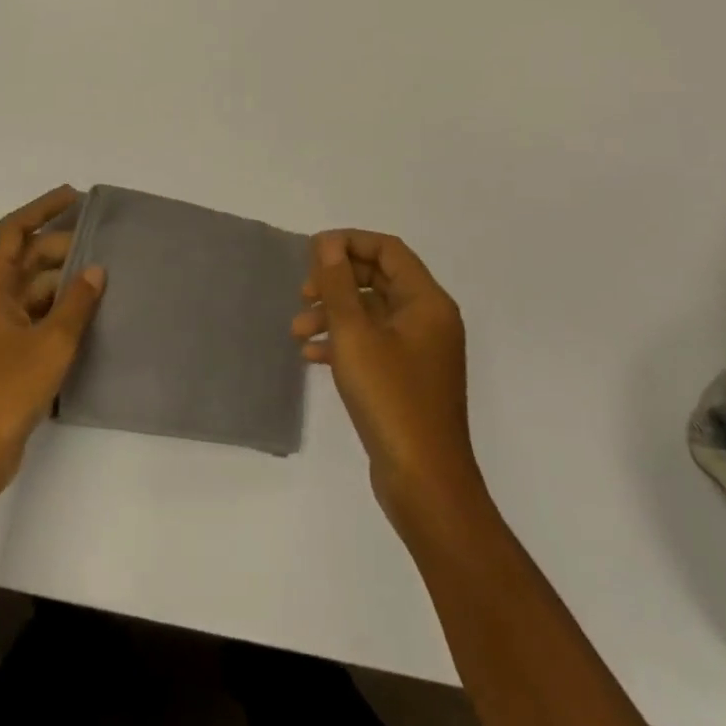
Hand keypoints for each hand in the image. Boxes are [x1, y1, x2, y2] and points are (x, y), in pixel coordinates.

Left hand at [0, 186, 105, 505]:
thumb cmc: (5, 390)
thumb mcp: (51, 342)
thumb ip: (76, 302)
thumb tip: (95, 271)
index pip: (13, 231)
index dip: (42, 208)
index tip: (74, 196)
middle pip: (23, 258)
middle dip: (60, 248)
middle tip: (102, 244)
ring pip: (28, 288)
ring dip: (60, 281)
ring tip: (101, 276)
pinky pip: (29, 313)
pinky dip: (54, 308)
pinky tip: (84, 311)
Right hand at [291, 231, 482, 530]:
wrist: (425, 483)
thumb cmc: (391, 399)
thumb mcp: (355, 335)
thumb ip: (338, 284)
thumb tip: (328, 243)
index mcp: (427, 301)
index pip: (388, 250)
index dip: (349, 242)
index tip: (312, 251)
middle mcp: (428, 319)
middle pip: (378, 279)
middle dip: (337, 281)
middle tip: (303, 292)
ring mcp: (419, 351)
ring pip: (372, 313)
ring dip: (334, 314)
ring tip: (297, 330)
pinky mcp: (407, 378)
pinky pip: (373, 343)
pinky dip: (343, 342)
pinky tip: (312, 356)